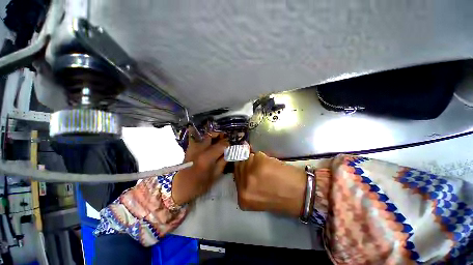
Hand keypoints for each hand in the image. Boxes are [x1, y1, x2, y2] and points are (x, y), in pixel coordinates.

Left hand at [172, 131, 228, 204]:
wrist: (179, 186)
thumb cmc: (199, 184)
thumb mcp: (215, 175)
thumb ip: (223, 162)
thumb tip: (229, 152)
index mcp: (208, 157)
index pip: (222, 144)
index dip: (229, 143)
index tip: (233, 145)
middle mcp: (200, 148)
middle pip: (213, 135)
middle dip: (221, 136)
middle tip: (226, 140)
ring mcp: (194, 147)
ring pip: (205, 135)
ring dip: (214, 136)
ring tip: (219, 140)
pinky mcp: (190, 147)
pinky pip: (197, 138)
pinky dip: (205, 138)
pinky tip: (209, 141)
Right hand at [234, 151, 306, 216]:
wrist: (300, 195)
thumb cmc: (281, 198)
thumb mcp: (258, 195)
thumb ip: (247, 183)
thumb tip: (243, 164)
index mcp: (243, 197)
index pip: (236, 176)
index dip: (243, 169)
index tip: (248, 167)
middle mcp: (244, 185)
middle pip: (239, 164)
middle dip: (248, 163)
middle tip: (258, 166)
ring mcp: (251, 173)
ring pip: (248, 157)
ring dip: (256, 159)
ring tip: (266, 166)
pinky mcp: (260, 163)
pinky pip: (257, 154)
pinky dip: (264, 157)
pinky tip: (271, 164)